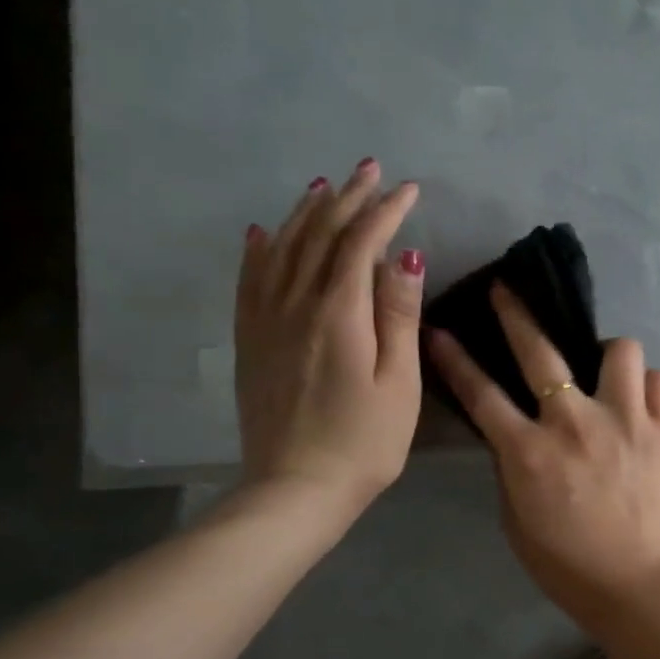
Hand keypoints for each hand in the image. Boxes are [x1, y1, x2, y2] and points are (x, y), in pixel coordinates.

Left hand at [234, 160, 423, 529]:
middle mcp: (295, 305)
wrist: (297, 488)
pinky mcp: (251, 341)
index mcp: (338, 314)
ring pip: (283, 250)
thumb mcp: (399, 382)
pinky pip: (250, 281)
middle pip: (320, 237)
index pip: (361, 244)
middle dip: (348, 199)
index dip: (385, 211)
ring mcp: (266, 322)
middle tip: (370, 170)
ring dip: (305, 214)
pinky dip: (259, 250)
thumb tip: (406, 256)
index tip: (409, 188)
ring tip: (324, 188)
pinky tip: (262, 233)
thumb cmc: (365, 441)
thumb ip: (399, 316)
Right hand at [427, 286, 659, 622]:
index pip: (482, 394)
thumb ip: (513, 468)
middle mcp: (575, 422)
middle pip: (540, 351)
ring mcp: (626, 420)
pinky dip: (649, 387)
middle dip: (516, 314)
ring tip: (606, 375)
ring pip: (620, 349)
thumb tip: (516, 433)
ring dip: (608, 356)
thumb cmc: (568, 564)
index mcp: (529, 452)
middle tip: (508, 293)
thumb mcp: (517, 520)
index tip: (441, 330)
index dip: (456, 359)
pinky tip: (642, 404)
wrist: (639, 585)